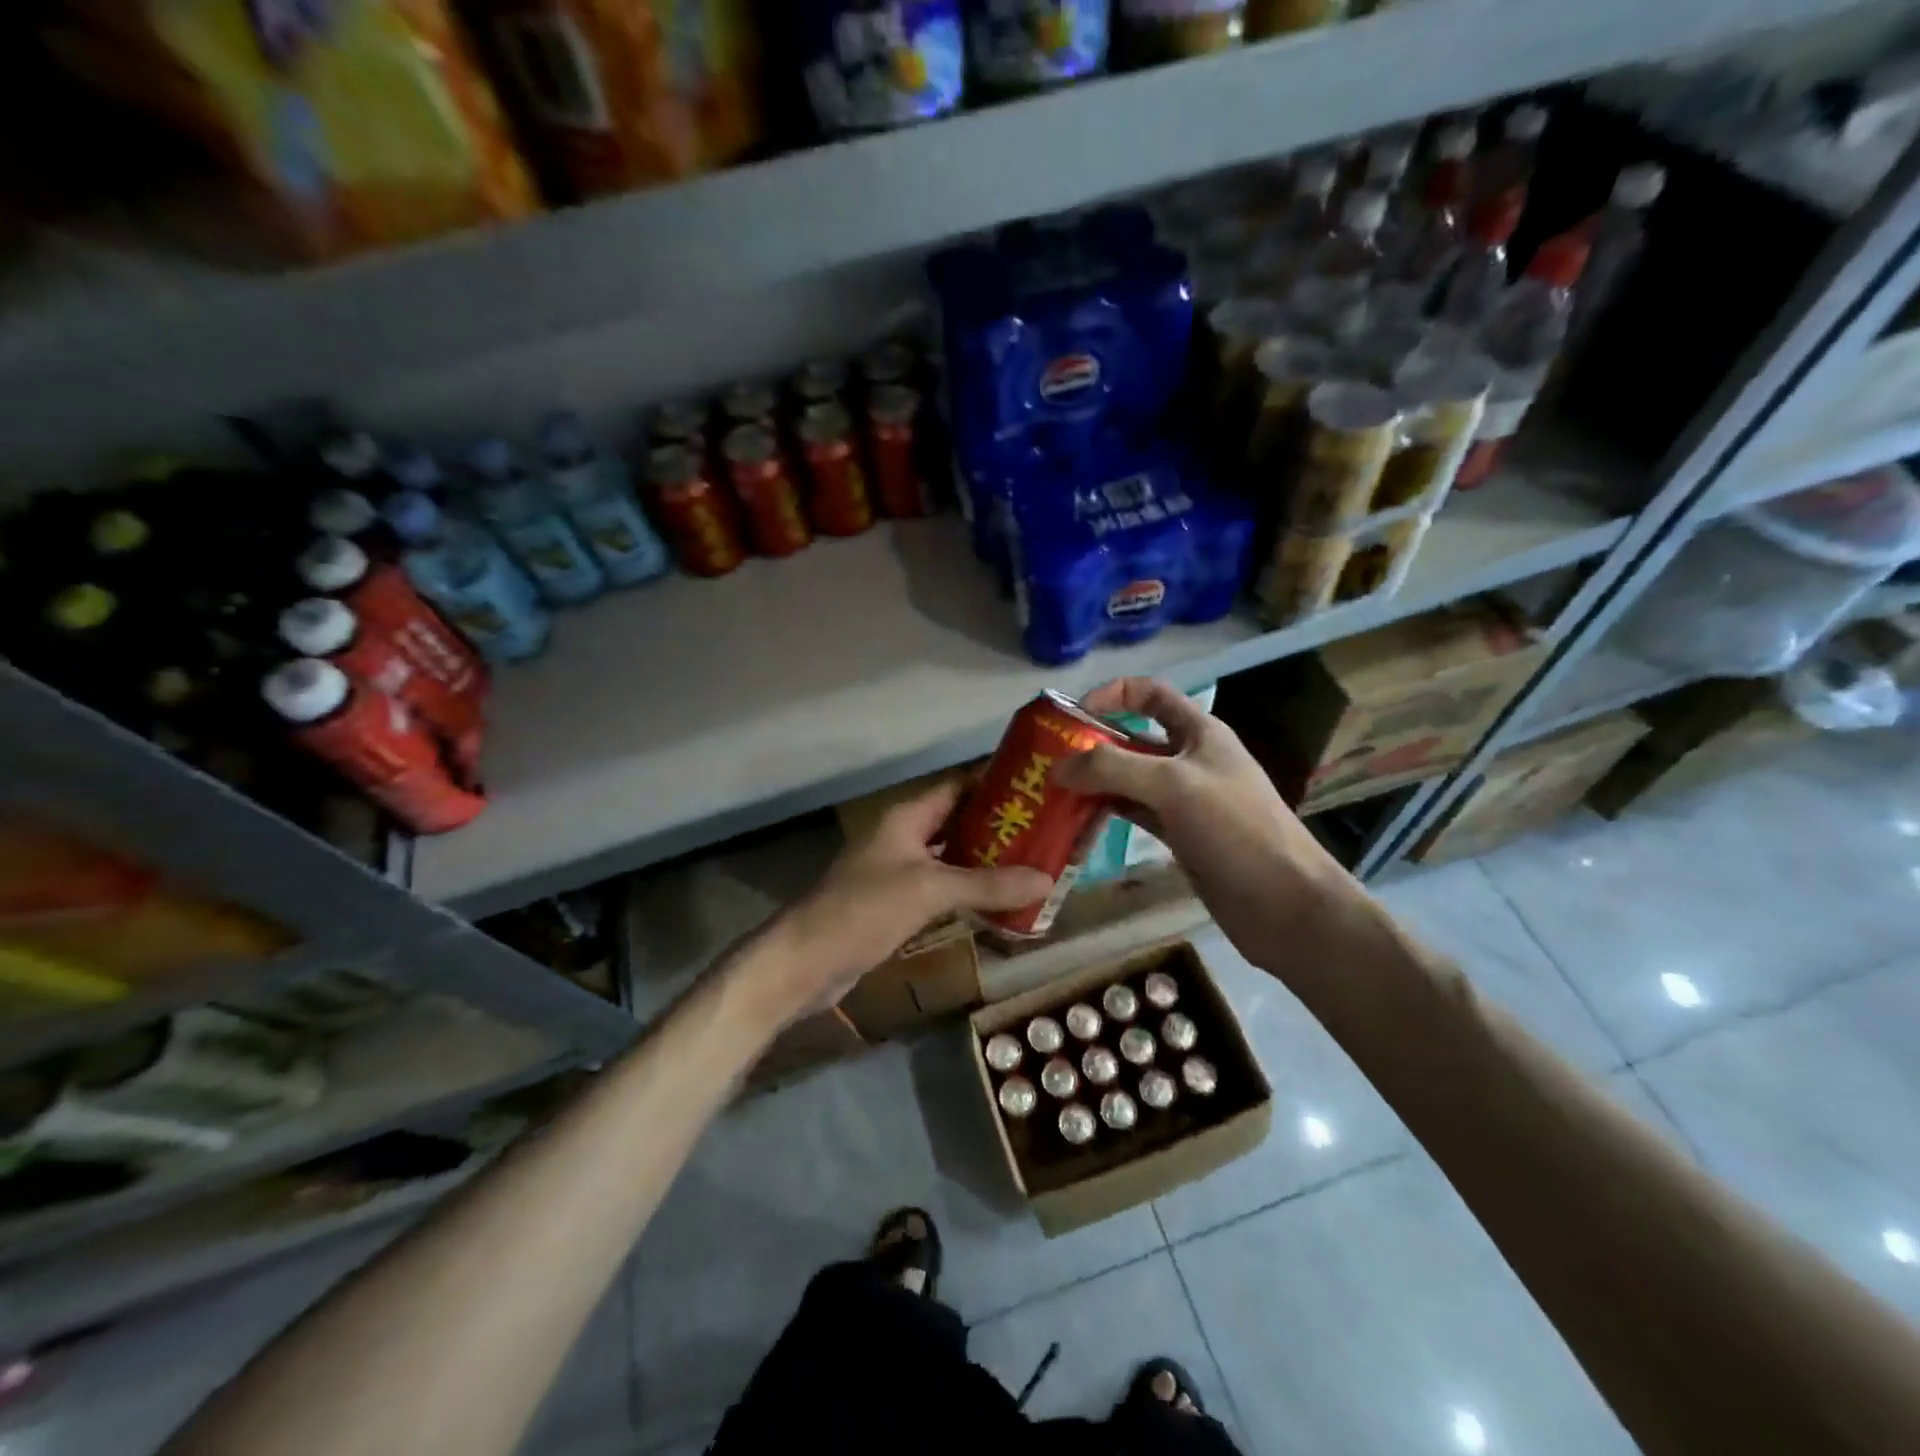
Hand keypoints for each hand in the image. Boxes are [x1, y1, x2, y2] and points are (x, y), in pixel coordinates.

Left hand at [758, 780, 1053, 1023]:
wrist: (807, 962)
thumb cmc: (865, 909)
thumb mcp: (930, 890)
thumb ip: (987, 885)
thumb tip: (1046, 879)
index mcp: (907, 817)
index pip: (957, 786)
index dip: (994, 785)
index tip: (1037, 791)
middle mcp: (904, 837)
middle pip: (959, 823)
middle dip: (999, 828)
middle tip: (1047, 835)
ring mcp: (899, 872)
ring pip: (952, 859)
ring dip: (988, 863)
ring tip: (1035, 867)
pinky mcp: (898, 905)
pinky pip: (942, 890)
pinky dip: (969, 893)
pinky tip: (1001, 904)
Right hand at [1053, 677, 1361, 974]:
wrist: (1283, 903)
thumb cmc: (1235, 829)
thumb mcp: (1172, 785)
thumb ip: (1112, 768)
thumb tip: (1058, 767)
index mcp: (1199, 732)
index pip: (1150, 694)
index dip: (1112, 695)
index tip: (1072, 716)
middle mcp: (1190, 759)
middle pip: (1133, 738)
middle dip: (1092, 744)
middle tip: (1046, 762)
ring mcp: (1184, 800)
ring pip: (1129, 779)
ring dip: (1095, 782)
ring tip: (1052, 792)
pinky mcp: (1179, 835)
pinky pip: (1134, 812)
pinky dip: (1107, 812)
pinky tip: (1078, 820)